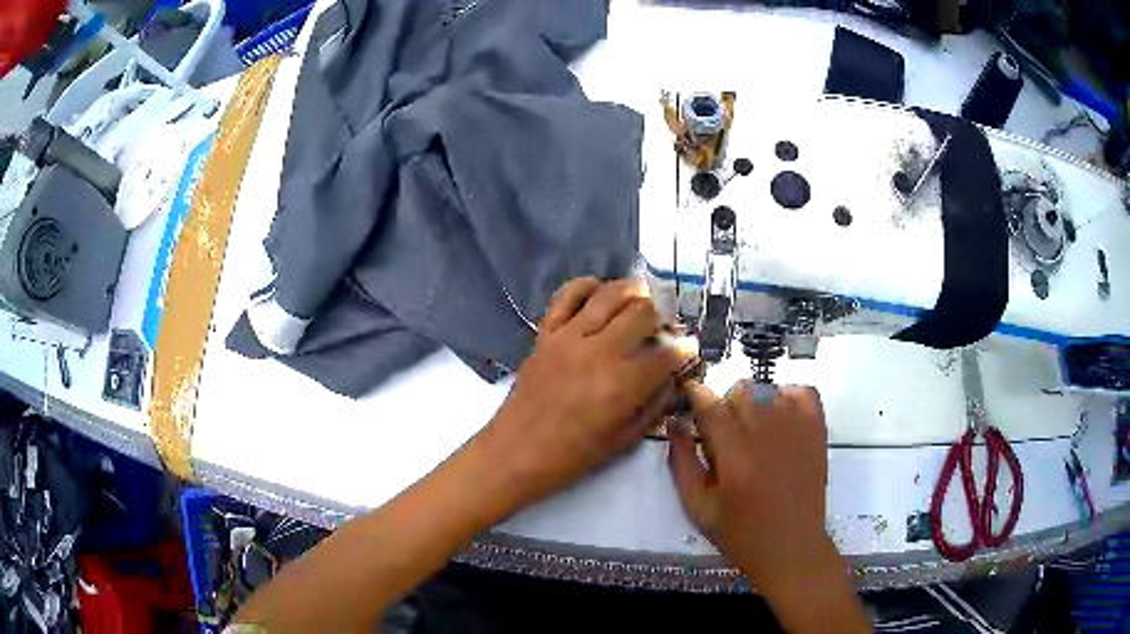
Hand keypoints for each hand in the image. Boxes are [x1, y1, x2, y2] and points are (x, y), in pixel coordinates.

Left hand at [481, 277, 691, 509]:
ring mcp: (569, 337)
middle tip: (663, 325)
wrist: (518, 451)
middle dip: (661, 316)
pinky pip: (566, 295)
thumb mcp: (625, 440)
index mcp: (623, 384)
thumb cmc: (574, 454)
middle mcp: (600, 352)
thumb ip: (654, 406)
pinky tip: (599, 291)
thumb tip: (671, 379)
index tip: (688, 348)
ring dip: (632, 291)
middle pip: (642, 313)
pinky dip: (586, 285)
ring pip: (609, 295)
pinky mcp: (546, 333)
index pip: (666, 354)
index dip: (684, 349)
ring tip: (642, 296)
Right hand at [667, 381, 835, 595]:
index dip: (696, 395)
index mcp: (734, 456)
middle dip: (724, 405)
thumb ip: (682, 462)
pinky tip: (779, 418)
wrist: (791, 547)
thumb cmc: (740, 533)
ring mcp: (797, 429)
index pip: (711, 406)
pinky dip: (788, 395)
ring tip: (752, 430)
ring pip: (767, 390)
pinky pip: (802, 391)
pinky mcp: (817, 430)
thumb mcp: (697, 506)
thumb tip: (675, 423)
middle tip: (723, 433)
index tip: (689, 396)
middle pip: (739, 391)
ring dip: (753, 402)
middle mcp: (767, 435)